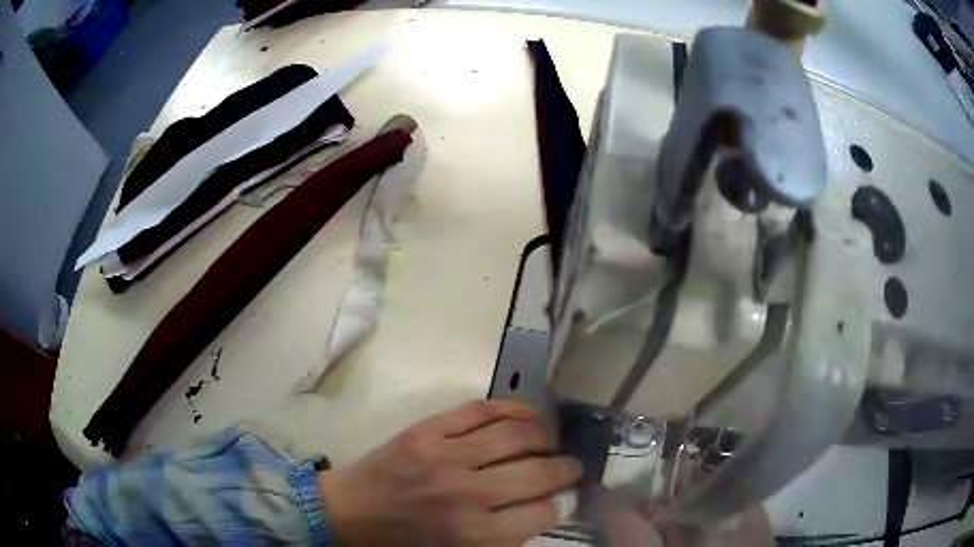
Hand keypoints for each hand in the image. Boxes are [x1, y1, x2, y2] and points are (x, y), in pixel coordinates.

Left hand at [317, 400, 581, 545]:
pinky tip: (528, 416)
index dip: (560, 504)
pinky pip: (481, 409)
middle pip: (538, 472)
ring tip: (551, 441)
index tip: (564, 497)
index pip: (543, 514)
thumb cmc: (405, 543)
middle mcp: (466, 494)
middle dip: (565, 469)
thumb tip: (549, 506)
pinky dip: (513, 409)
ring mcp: (445, 455)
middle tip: (571, 466)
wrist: (349, 513)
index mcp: (474, 535)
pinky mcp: (426, 429)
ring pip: (516, 434)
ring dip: (545, 436)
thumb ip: (507, 537)